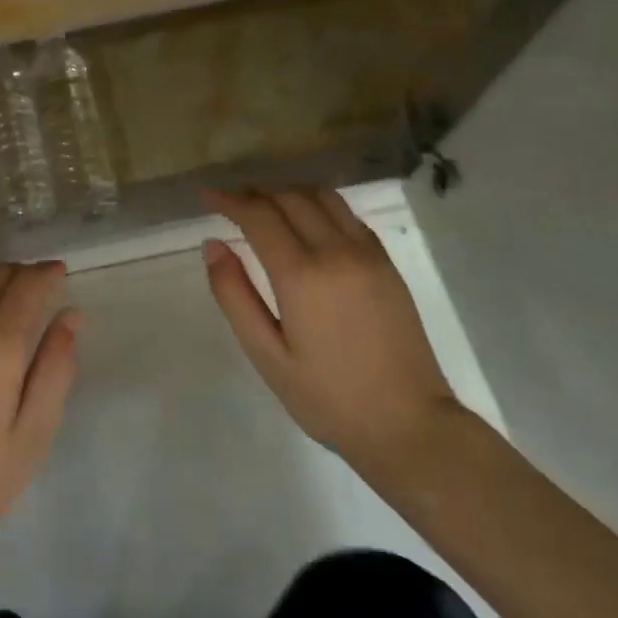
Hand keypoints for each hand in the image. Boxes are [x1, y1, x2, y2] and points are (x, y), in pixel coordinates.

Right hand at [204, 188, 462, 481]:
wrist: (410, 425)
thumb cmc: (329, 398)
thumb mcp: (267, 355)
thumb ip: (235, 296)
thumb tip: (213, 245)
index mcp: (302, 275)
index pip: (259, 216)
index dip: (229, 200)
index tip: (207, 195)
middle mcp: (336, 251)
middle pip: (288, 198)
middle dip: (254, 194)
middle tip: (230, 203)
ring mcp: (366, 254)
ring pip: (320, 197)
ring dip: (287, 192)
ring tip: (265, 205)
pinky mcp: (385, 262)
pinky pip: (346, 213)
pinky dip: (318, 204)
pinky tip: (306, 220)